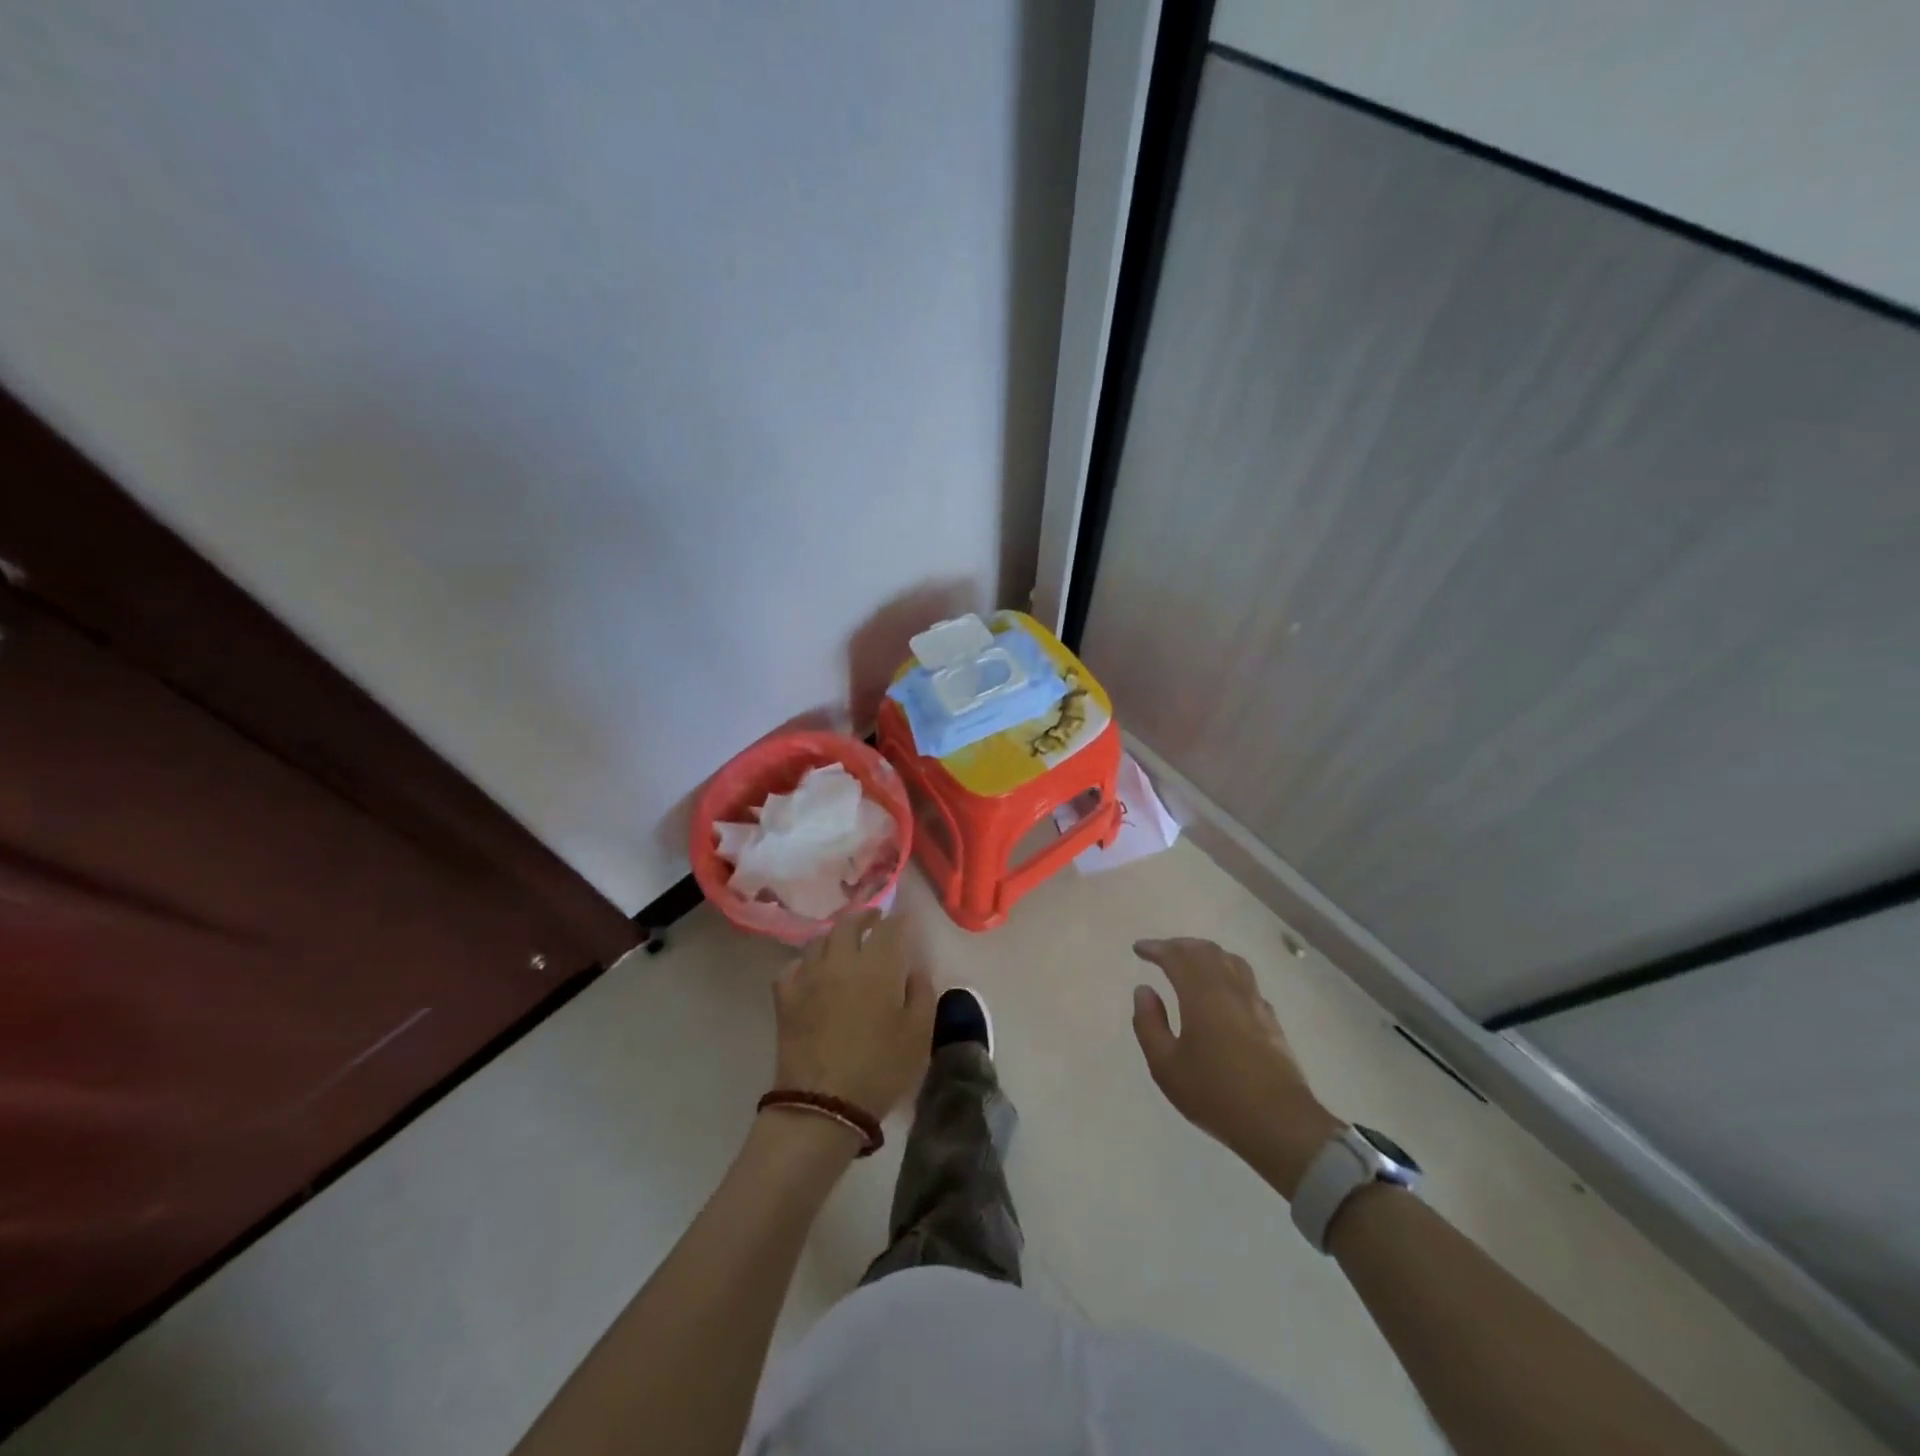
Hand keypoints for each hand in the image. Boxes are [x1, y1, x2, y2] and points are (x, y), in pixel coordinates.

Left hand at [772, 909, 935, 1120]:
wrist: (823, 1105)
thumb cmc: (879, 1069)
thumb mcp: (918, 1034)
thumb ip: (921, 993)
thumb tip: (914, 969)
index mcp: (877, 966)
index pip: (890, 927)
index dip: (900, 920)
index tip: (907, 921)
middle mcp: (841, 960)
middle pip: (849, 924)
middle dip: (865, 916)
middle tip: (875, 920)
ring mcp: (808, 976)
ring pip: (819, 940)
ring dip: (835, 936)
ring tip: (844, 944)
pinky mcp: (785, 997)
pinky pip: (793, 966)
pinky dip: (805, 962)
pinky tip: (812, 972)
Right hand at [1131, 937, 1342, 1198]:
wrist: (1279, 1123)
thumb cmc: (1215, 1094)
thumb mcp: (1166, 1066)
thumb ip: (1149, 1023)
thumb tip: (1143, 990)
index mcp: (1201, 994)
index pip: (1177, 956)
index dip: (1156, 948)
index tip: (1139, 949)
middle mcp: (1229, 989)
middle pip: (1206, 951)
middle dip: (1180, 945)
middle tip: (1161, 951)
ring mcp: (1254, 1002)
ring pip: (1230, 960)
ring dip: (1206, 953)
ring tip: (1191, 961)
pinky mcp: (1270, 1019)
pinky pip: (1246, 979)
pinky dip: (1226, 971)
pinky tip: (1222, 989)